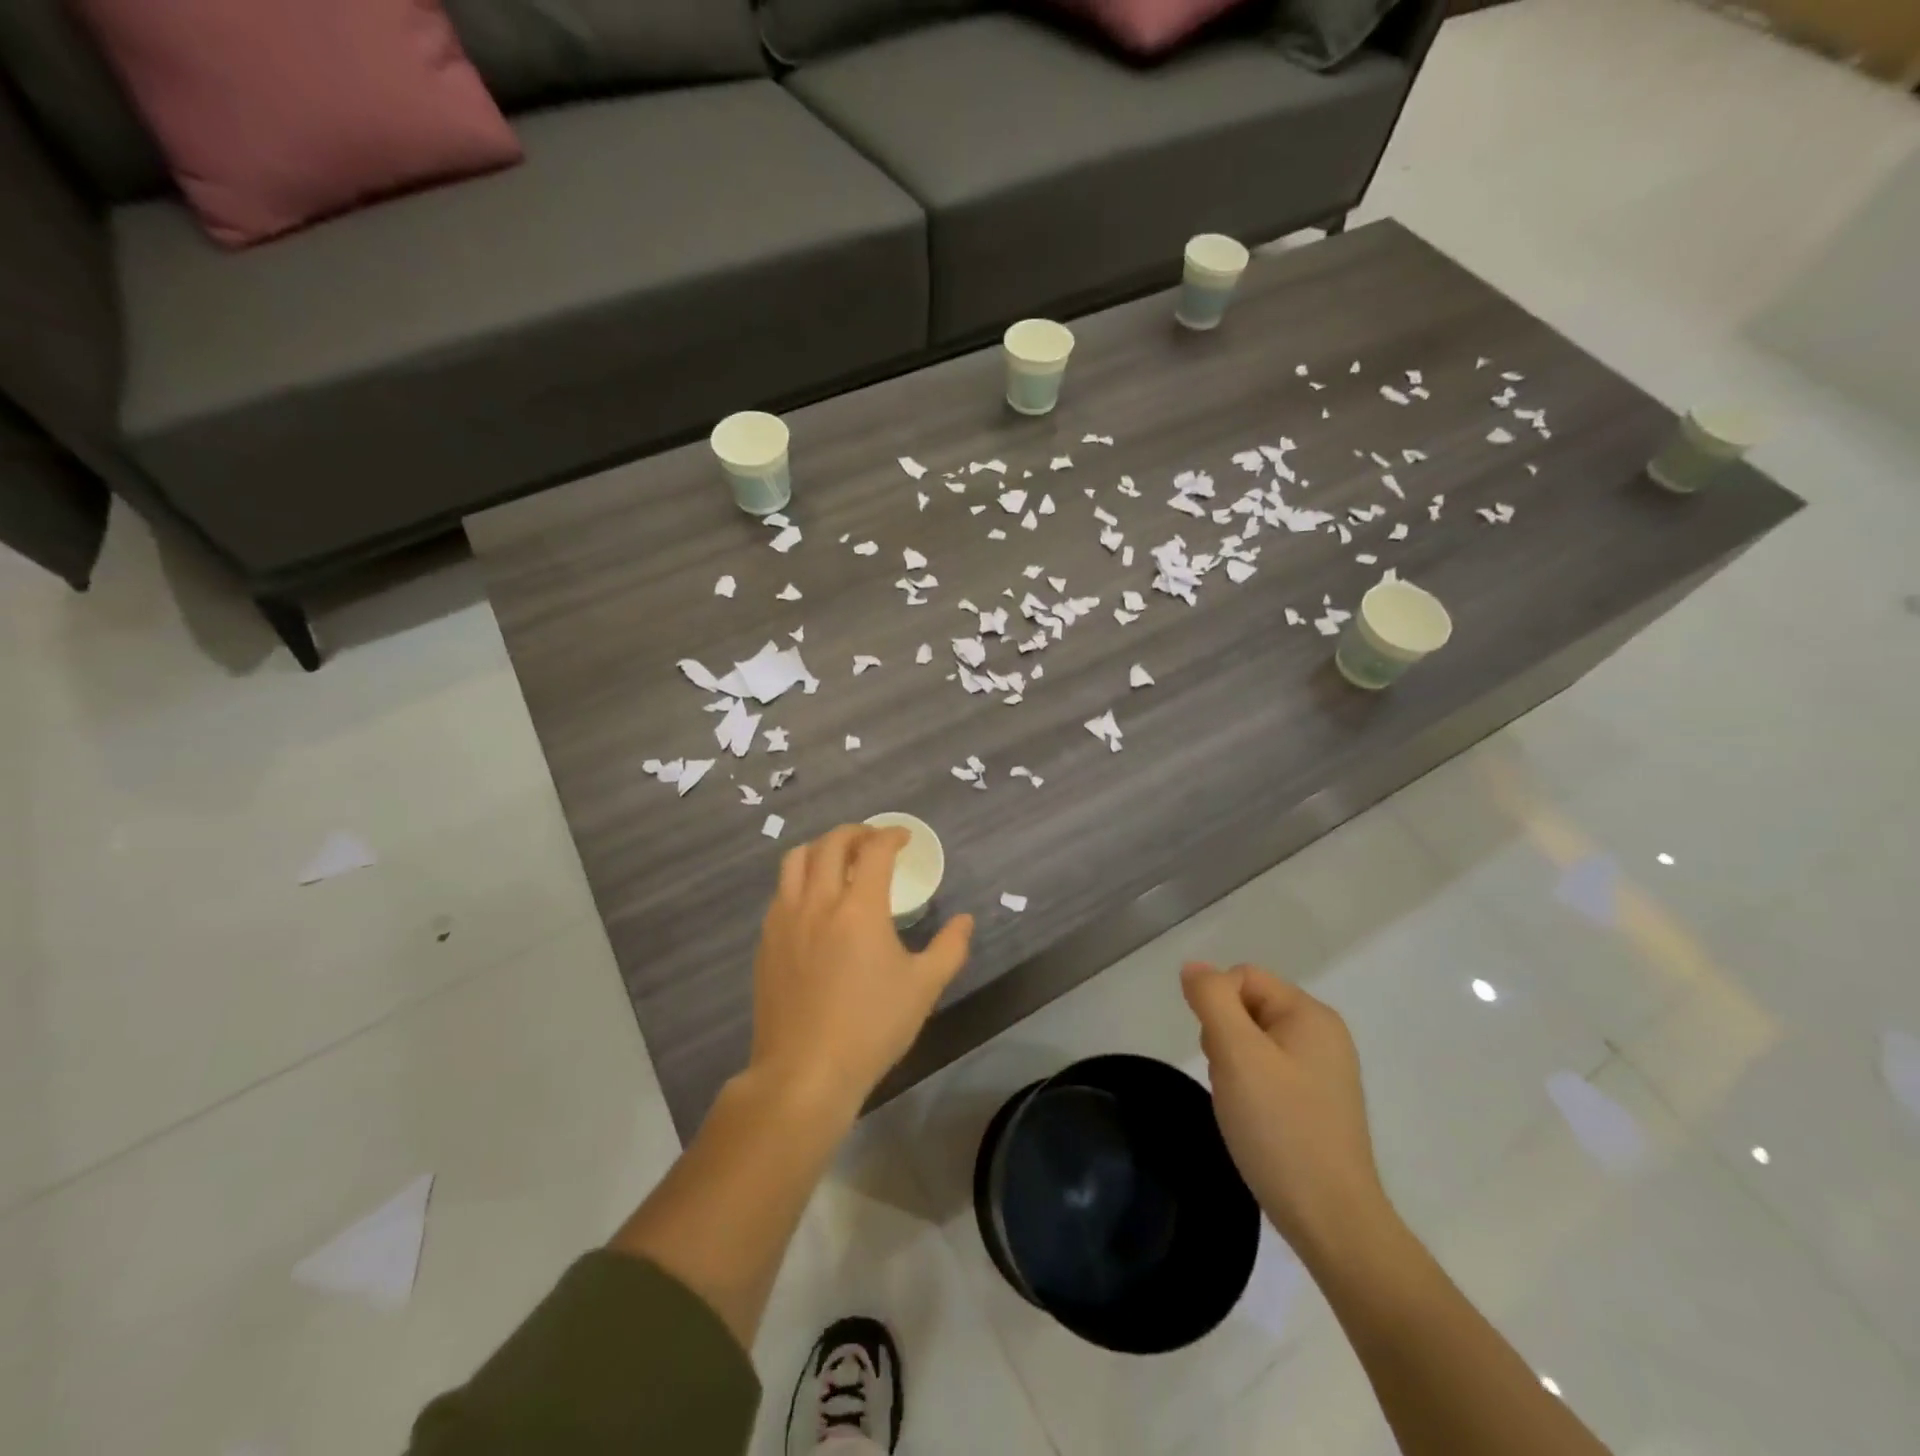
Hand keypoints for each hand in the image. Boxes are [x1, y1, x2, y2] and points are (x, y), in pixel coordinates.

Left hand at [748, 825, 974, 1121]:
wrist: (805, 1071)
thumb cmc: (871, 1028)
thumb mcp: (923, 988)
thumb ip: (949, 948)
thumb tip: (965, 920)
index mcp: (859, 908)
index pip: (874, 851)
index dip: (891, 835)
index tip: (905, 838)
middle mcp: (818, 902)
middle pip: (831, 844)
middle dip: (856, 832)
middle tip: (874, 841)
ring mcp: (785, 920)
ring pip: (796, 860)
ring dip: (821, 848)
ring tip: (839, 859)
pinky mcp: (766, 941)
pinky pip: (781, 891)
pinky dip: (800, 878)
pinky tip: (814, 900)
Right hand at [1181, 962, 1392, 1260]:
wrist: (1332, 1221)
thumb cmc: (1280, 1128)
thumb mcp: (1236, 1054)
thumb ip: (1212, 999)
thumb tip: (1193, 967)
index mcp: (1310, 1014)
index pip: (1243, 977)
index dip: (1217, 1006)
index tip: (1219, 1053)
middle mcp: (1322, 1035)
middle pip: (1248, 1006)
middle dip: (1224, 1037)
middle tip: (1230, 1081)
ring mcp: (1322, 1070)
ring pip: (1253, 1041)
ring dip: (1233, 1064)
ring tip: (1241, 1104)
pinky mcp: (1317, 1102)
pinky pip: (1268, 1071)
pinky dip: (1250, 1087)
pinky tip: (1253, 1119)